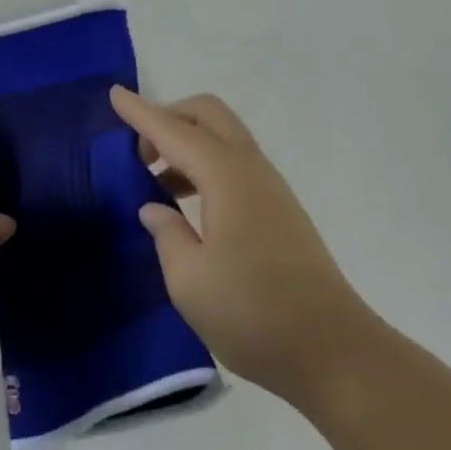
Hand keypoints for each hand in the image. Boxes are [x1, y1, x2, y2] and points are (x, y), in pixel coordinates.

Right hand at [112, 87, 380, 409]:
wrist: (337, 355)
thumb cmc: (254, 314)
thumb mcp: (189, 280)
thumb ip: (166, 234)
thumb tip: (155, 209)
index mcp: (226, 177)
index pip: (173, 131)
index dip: (140, 113)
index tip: (114, 94)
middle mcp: (251, 170)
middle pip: (208, 116)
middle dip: (169, 117)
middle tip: (139, 152)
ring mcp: (271, 189)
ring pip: (223, 138)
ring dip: (186, 143)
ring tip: (156, 181)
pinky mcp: (280, 212)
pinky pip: (234, 163)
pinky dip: (204, 165)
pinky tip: (187, 205)